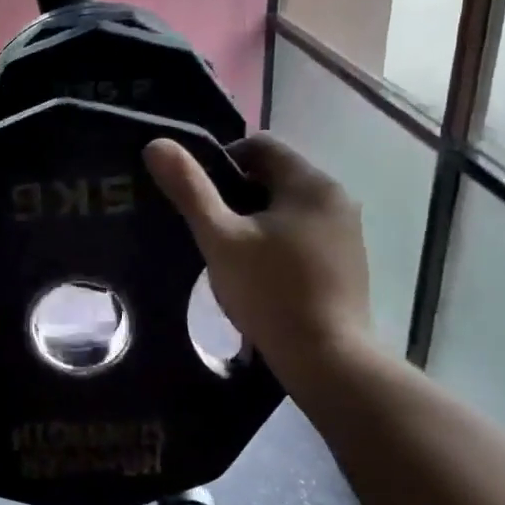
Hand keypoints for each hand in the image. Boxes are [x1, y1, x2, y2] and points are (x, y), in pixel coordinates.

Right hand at [143, 134, 370, 390]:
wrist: (326, 359)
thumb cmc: (269, 292)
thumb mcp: (219, 238)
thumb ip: (190, 190)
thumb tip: (156, 144)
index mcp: (310, 183)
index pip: (259, 145)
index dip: (221, 161)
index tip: (198, 197)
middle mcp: (337, 198)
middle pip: (274, 176)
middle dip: (237, 195)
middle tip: (209, 229)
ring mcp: (347, 231)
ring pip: (287, 207)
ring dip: (256, 220)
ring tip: (230, 254)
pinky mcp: (348, 261)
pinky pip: (303, 233)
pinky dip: (278, 241)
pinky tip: (260, 274)